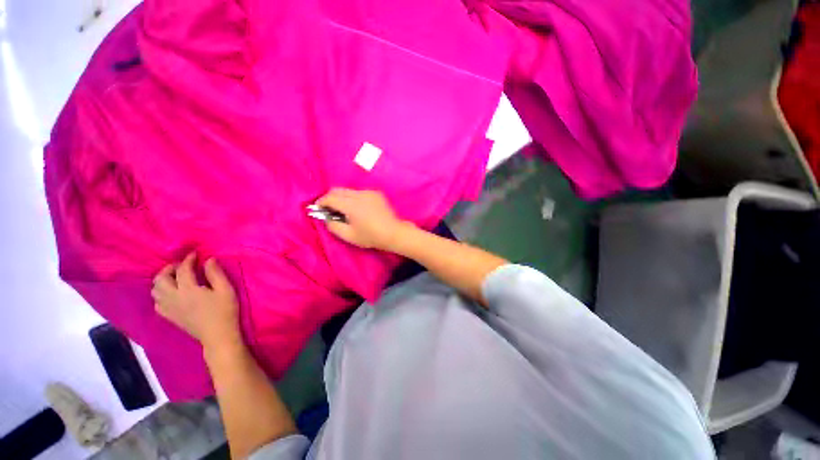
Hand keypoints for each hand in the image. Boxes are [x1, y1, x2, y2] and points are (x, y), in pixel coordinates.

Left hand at [151, 252, 241, 350]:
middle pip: (161, 279)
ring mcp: (169, 308)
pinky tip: (170, 294)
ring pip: (155, 290)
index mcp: (188, 290)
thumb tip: (208, 259)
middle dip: (169, 269)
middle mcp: (174, 298)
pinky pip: (157, 302)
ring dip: (162, 280)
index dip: (188, 259)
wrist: (218, 335)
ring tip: (174, 277)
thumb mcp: (226, 290)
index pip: (183, 270)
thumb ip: (215, 274)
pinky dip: (160, 294)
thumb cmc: (225, 311)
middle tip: (181, 265)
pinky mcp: (170, 317)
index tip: (195, 254)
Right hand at [316, 188, 412, 250]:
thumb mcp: (349, 236)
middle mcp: (359, 194)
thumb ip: (333, 226)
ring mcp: (369, 192)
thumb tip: (326, 218)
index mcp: (351, 204)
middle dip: (330, 198)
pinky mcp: (377, 193)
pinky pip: (360, 193)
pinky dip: (354, 198)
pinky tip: (359, 209)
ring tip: (345, 211)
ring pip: (349, 191)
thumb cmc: (371, 236)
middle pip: (338, 190)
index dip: (321, 202)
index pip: (330, 197)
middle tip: (329, 209)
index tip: (318, 209)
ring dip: (343, 198)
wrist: (394, 233)